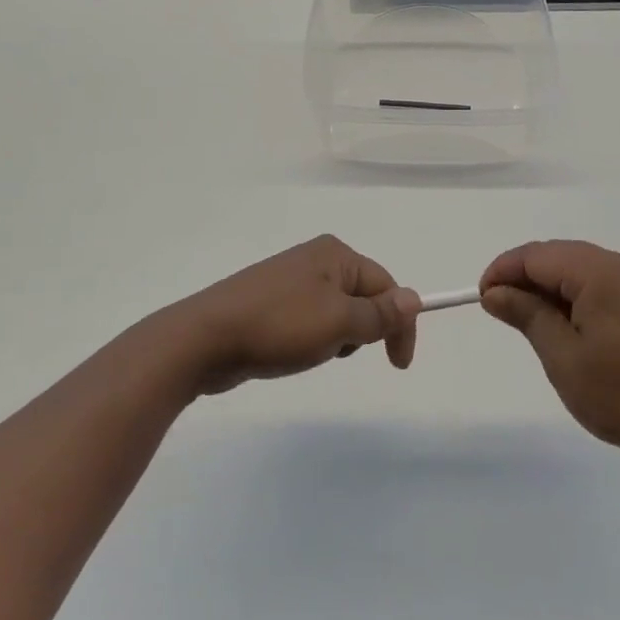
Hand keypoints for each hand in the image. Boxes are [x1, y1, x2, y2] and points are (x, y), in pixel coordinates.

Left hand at [158, 235, 420, 395]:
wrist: (205, 339)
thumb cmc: (279, 325)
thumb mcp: (339, 322)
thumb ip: (379, 314)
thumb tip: (414, 298)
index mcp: (335, 254)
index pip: (386, 285)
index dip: (399, 324)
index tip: (398, 365)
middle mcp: (314, 259)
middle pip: (362, 297)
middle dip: (362, 330)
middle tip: (338, 350)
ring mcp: (289, 280)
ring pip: (336, 313)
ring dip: (336, 338)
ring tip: (309, 351)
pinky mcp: (270, 303)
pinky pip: (310, 321)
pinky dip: (312, 340)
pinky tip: (290, 352)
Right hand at [480, 240, 619, 471]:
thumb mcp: (562, 357)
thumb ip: (526, 314)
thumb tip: (494, 292)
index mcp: (601, 271)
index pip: (537, 255)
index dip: (503, 271)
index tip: (481, 298)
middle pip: (557, 256)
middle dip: (523, 278)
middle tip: (499, 312)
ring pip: (577, 268)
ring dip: (547, 288)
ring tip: (528, 322)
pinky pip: (598, 282)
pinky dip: (572, 295)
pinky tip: (564, 326)